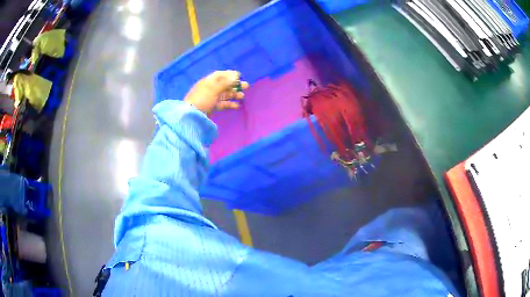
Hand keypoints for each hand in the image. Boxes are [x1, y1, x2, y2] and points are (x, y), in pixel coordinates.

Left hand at [184, 70, 248, 114]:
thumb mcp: (214, 89)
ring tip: (242, 96)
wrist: (191, 116)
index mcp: (208, 81)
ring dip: (234, 94)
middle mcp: (209, 88)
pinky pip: (222, 104)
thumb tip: (236, 75)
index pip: (220, 75)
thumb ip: (225, 82)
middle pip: (224, 85)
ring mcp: (210, 98)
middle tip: (246, 86)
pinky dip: (229, 104)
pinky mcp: (211, 107)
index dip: (230, 74)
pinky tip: (237, 105)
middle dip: (235, 85)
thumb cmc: (202, 99)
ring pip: (224, 94)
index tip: (240, 76)